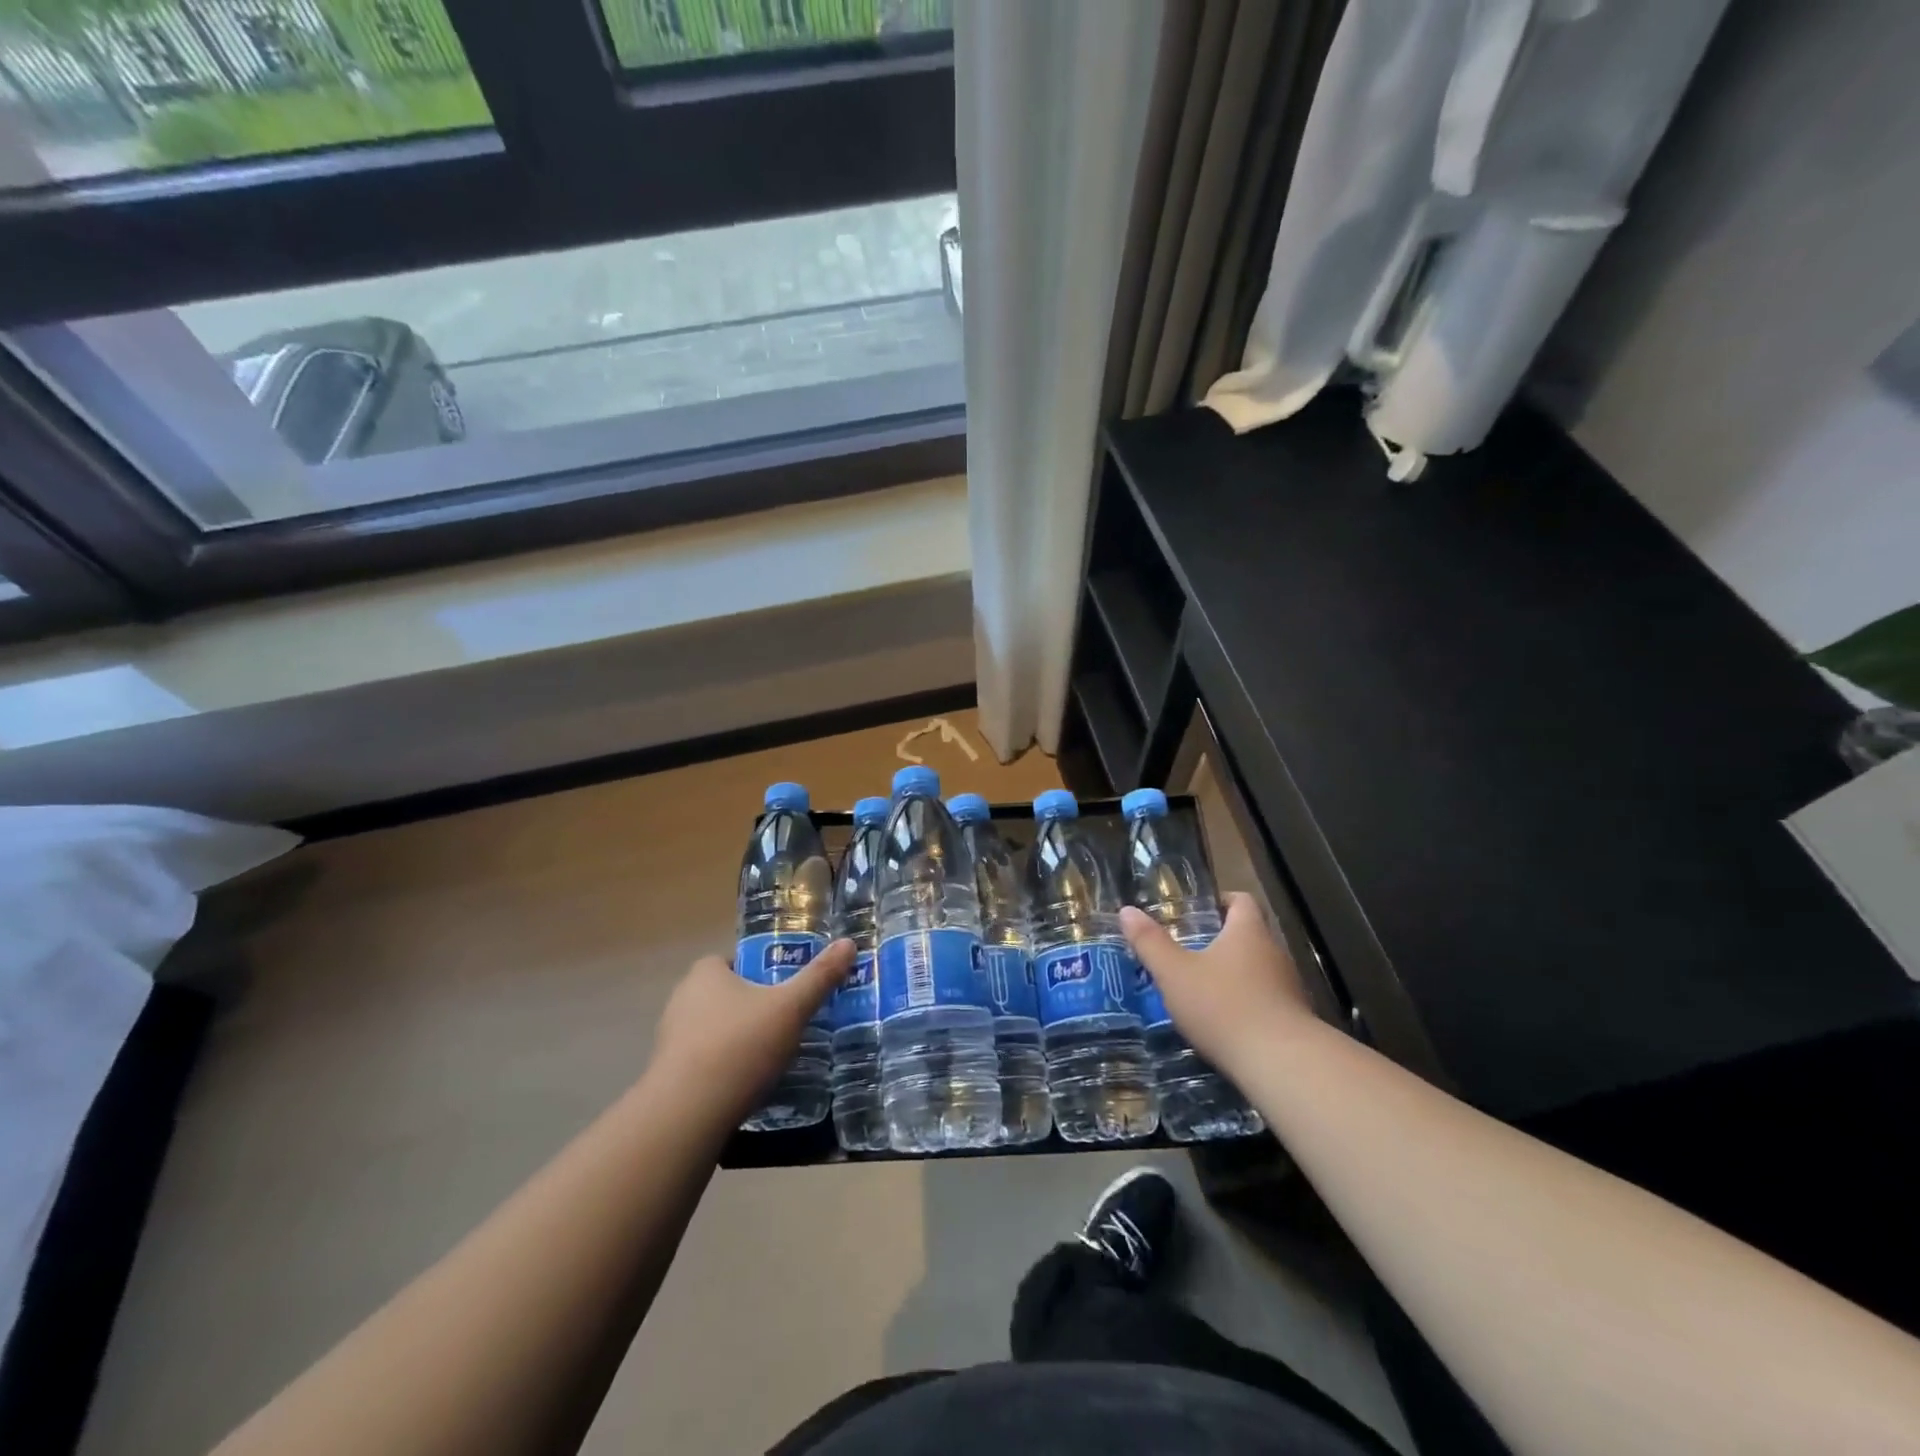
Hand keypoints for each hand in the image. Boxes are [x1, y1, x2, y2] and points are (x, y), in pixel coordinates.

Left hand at [649, 940, 854, 1125]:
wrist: (686, 1116)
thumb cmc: (740, 1046)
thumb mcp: (791, 1008)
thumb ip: (820, 976)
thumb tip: (849, 943)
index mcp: (705, 973)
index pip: (736, 961)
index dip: (762, 973)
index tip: (786, 992)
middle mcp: (682, 999)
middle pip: (727, 996)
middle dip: (754, 1008)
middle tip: (786, 1024)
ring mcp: (670, 1039)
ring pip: (715, 1030)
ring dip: (739, 1041)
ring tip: (772, 1059)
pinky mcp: (668, 1076)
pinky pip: (704, 1062)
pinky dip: (724, 1069)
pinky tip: (747, 1087)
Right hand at [1120, 893, 1317, 1075]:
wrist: (1281, 1064)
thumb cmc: (1224, 1006)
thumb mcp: (1174, 974)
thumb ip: (1150, 942)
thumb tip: (1127, 911)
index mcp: (1248, 932)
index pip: (1242, 901)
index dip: (1220, 901)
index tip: (1197, 913)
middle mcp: (1274, 953)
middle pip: (1249, 936)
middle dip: (1220, 942)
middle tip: (1187, 952)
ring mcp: (1289, 988)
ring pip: (1258, 971)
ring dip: (1233, 976)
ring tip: (1200, 990)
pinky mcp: (1294, 1021)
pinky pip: (1266, 1002)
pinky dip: (1245, 1005)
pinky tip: (1223, 1024)